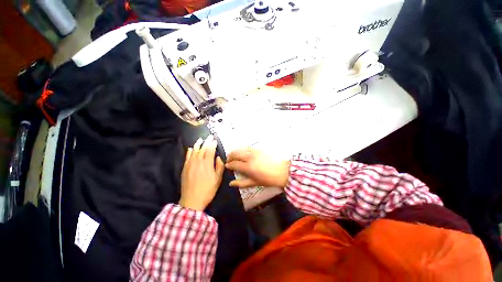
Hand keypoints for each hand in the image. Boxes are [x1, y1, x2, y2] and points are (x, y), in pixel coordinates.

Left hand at [179, 135, 224, 210]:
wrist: (192, 200)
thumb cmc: (208, 190)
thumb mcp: (217, 180)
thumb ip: (219, 167)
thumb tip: (219, 158)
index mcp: (207, 165)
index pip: (210, 151)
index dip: (212, 145)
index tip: (214, 140)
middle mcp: (198, 162)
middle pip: (202, 149)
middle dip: (206, 142)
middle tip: (209, 136)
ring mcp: (190, 165)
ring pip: (194, 152)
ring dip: (197, 144)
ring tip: (200, 139)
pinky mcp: (185, 169)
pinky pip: (187, 157)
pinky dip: (189, 152)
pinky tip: (190, 148)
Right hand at [225, 148, 289, 188]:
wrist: (283, 171)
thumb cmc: (269, 179)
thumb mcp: (255, 183)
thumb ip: (242, 183)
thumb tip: (231, 184)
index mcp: (248, 167)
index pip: (234, 164)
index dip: (229, 165)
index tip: (227, 166)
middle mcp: (250, 157)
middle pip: (236, 153)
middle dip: (230, 156)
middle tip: (228, 159)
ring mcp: (255, 152)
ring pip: (241, 149)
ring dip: (236, 151)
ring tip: (234, 155)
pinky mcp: (259, 149)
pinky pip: (248, 147)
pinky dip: (243, 149)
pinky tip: (243, 152)